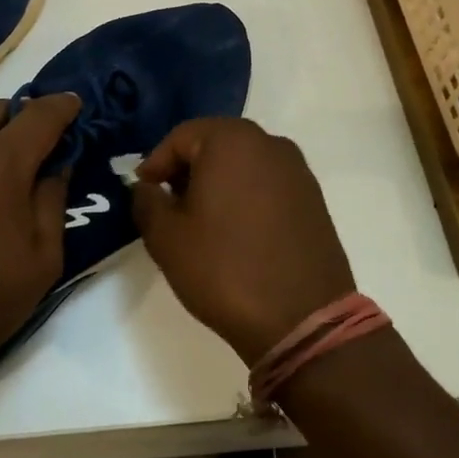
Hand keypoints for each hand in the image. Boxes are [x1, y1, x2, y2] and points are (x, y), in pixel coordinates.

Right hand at [131, 118, 356, 364]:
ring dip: (216, 185)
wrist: (301, 320)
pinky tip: (235, 234)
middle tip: (168, 206)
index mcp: (232, 141)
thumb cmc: (224, 269)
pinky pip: (267, 185)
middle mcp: (270, 144)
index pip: (180, 137)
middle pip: (214, 145)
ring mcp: (298, 171)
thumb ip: (146, 201)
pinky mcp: (314, 200)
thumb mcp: (165, 237)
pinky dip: (244, 198)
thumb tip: (147, 188)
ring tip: (200, 223)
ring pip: (242, 165)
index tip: (144, 194)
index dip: (155, 164)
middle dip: (186, 171)